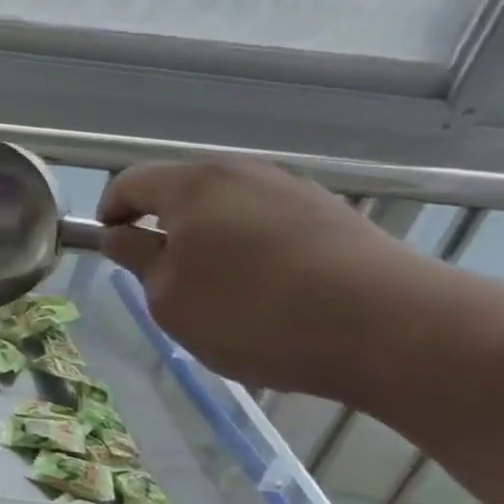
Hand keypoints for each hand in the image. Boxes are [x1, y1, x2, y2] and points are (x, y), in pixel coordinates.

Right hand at [97, 160, 421, 396]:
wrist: (395, 329)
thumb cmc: (253, 310)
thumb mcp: (168, 297)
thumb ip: (136, 260)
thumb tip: (121, 236)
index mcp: (193, 184)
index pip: (131, 182)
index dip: (110, 211)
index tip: (109, 243)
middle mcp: (243, 174)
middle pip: (184, 190)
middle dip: (163, 225)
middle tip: (158, 274)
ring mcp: (296, 192)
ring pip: (230, 209)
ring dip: (210, 239)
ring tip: (215, 289)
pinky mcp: (336, 218)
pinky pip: (271, 226)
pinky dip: (252, 250)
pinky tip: (267, 292)